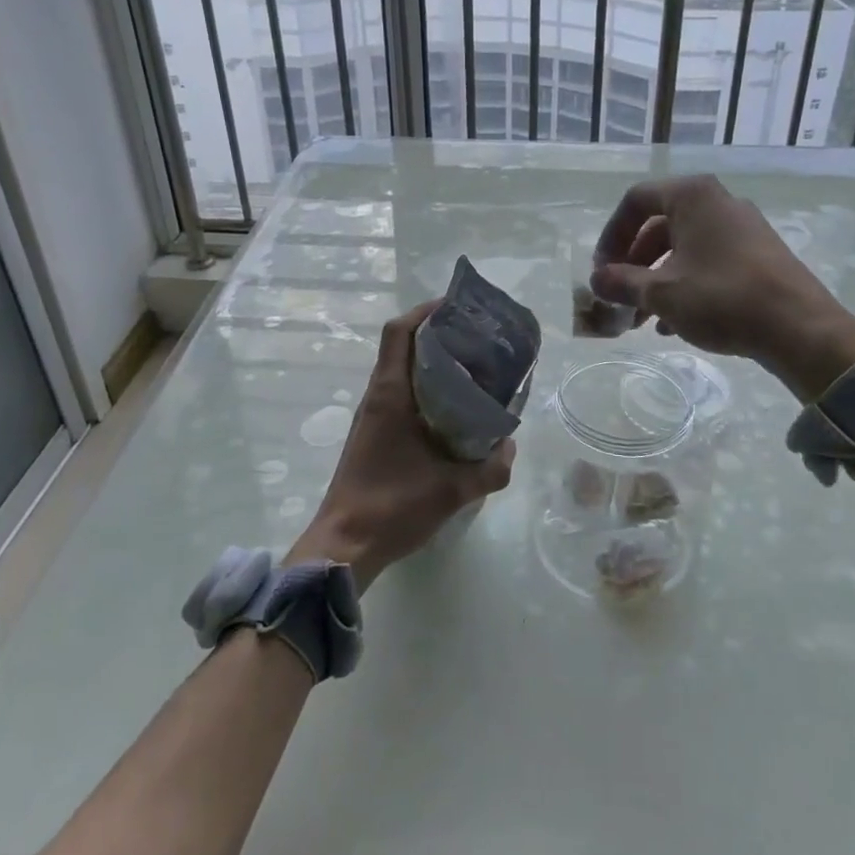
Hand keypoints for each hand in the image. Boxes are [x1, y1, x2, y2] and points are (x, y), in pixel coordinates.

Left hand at [289, 300, 514, 587]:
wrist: (343, 546)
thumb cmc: (391, 508)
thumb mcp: (452, 490)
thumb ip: (490, 469)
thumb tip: (511, 448)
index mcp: (390, 394)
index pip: (399, 332)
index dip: (425, 311)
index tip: (458, 308)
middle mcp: (377, 395)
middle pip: (403, 345)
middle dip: (439, 334)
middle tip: (478, 339)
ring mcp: (372, 415)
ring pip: (402, 370)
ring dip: (432, 362)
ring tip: (472, 369)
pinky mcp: (373, 433)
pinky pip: (400, 394)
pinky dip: (425, 388)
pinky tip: (452, 410)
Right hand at [590, 174, 854, 400]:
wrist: (800, 328)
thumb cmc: (722, 298)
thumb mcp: (661, 292)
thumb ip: (621, 282)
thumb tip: (595, 281)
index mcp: (691, 196)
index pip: (635, 201)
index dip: (610, 236)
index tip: (601, 271)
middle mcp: (717, 202)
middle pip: (658, 226)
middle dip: (633, 264)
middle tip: (619, 297)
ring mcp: (742, 227)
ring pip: (683, 247)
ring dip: (656, 279)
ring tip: (643, 318)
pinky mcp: (758, 253)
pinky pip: (708, 260)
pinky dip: (685, 284)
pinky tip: (675, 323)